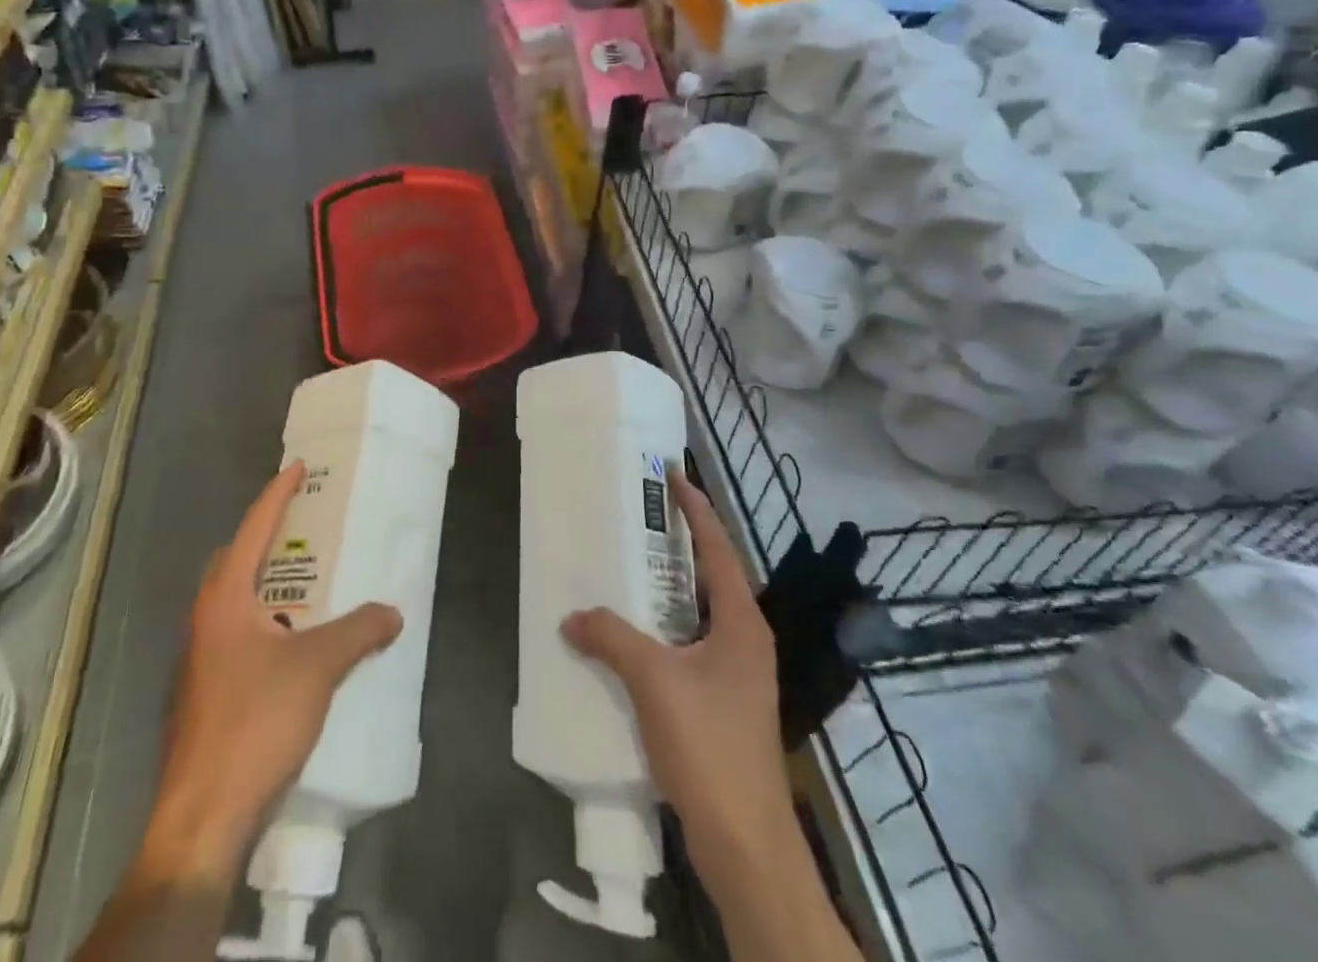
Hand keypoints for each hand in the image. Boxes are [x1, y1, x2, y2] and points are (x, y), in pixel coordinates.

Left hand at [143, 461, 402, 881]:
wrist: (202, 814)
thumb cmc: (255, 722)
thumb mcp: (318, 668)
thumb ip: (359, 631)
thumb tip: (394, 612)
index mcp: (225, 598)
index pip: (253, 527)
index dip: (277, 493)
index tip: (299, 468)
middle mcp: (205, 618)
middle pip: (235, 559)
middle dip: (267, 536)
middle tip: (307, 527)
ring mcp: (199, 658)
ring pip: (233, 599)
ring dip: (265, 581)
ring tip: (308, 582)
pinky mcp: (204, 690)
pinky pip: (236, 632)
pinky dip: (263, 620)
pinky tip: (293, 643)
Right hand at [561, 472, 793, 892]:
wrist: (746, 843)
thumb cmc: (710, 745)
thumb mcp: (654, 681)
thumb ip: (611, 638)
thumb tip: (572, 616)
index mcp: (742, 621)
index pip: (718, 546)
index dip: (695, 508)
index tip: (671, 474)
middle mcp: (746, 638)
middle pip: (711, 575)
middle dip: (677, 544)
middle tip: (638, 516)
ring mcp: (738, 673)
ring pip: (699, 613)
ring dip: (668, 590)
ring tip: (627, 568)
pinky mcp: (725, 703)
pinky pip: (690, 646)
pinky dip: (663, 630)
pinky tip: (631, 637)